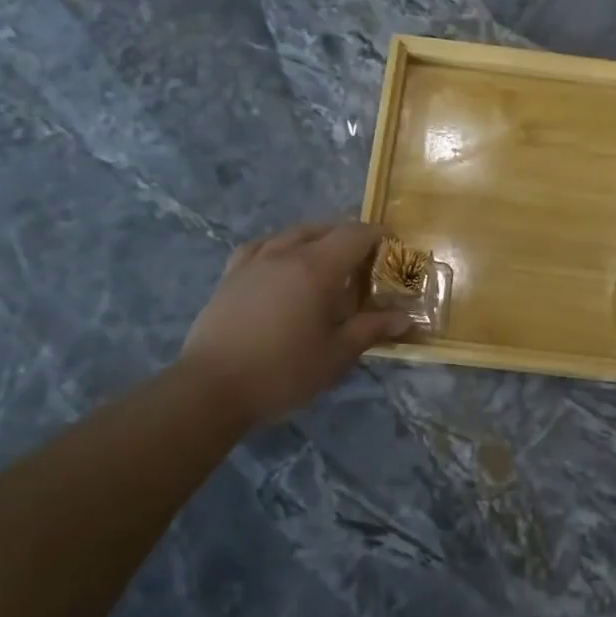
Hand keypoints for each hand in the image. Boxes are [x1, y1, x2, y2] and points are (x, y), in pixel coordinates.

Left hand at [179, 222, 410, 428]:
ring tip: (325, 260)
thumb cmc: (283, 371)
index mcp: (317, 268)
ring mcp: (253, 262)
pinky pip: (260, 247)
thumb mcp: (336, 354)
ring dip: (314, 239)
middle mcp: (285, 254)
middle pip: (323, 229)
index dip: (377, 235)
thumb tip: (404, 318)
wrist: (212, 387)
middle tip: (364, 261)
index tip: (393, 245)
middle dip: (348, 237)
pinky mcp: (230, 276)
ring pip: (290, 234)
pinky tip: (279, 264)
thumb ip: (371, 329)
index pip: (354, 235)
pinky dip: (278, 248)